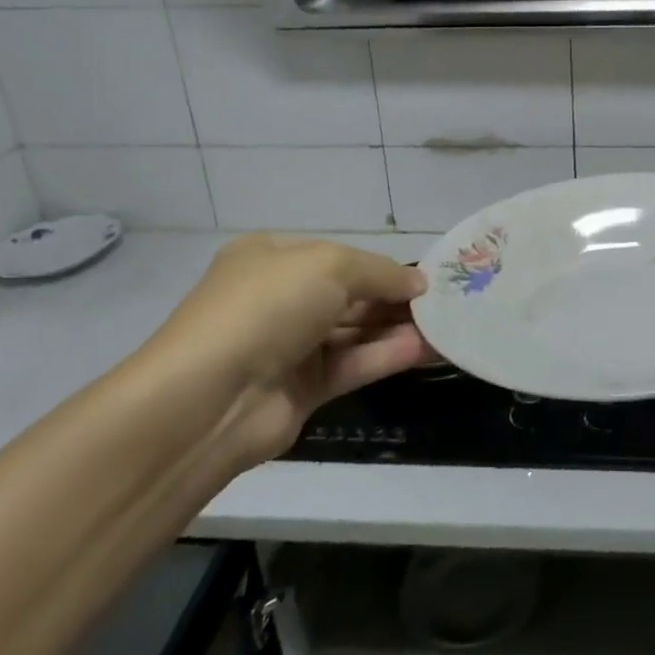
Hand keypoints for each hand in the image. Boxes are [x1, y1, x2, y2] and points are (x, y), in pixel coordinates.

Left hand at [138, 235, 431, 461]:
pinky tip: (424, 350)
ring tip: (446, 326)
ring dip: (396, 327)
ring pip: (354, 332)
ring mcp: (288, 346)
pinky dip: (386, 355)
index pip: (337, 257)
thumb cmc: (268, 307)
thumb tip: (419, 284)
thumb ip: (380, 272)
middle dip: (394, 298)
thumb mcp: (330, 266)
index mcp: (271, 258)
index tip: (423, 276)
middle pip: (349, 295)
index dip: (380, 265)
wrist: (209, 398)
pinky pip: (352, 364)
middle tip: (444, 303)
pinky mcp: (301, 389)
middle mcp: (279, 299)